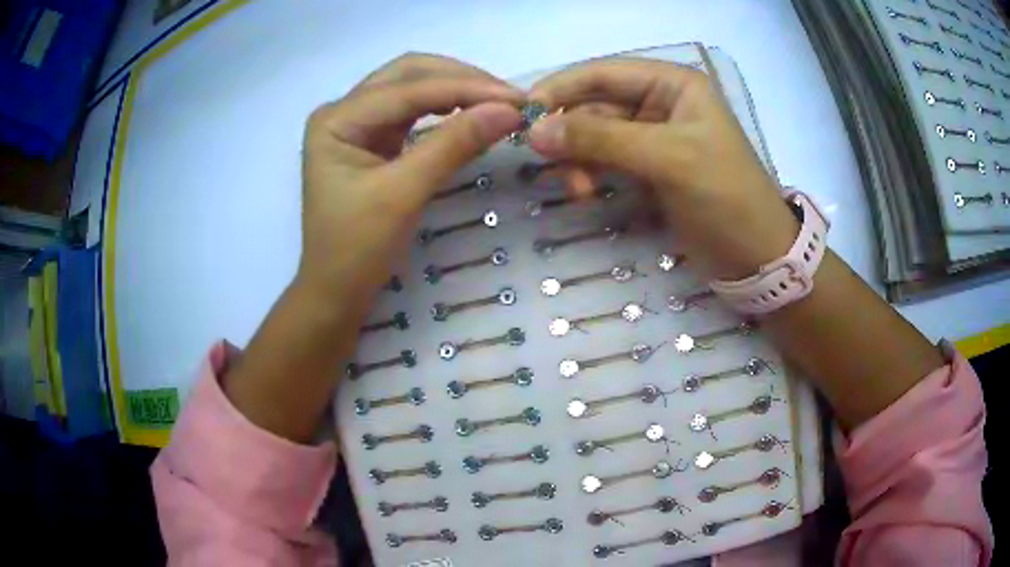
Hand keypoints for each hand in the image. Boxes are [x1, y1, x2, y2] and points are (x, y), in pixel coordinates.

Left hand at [224, 55, 521, 441]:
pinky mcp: (371, 140)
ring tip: (497, 102)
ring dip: (455, 90)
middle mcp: (343, 111)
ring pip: (412, 87)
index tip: (516, 99)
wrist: (336, 291)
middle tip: (508, 97)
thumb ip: (453, 145)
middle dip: (460, 80)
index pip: (408, 89)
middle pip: (408, 74)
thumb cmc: (357, 249)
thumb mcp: (404, 193)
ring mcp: (356, 124)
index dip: (465, 89)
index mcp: (337, 119)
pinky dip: (445, 109)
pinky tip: (471, 113)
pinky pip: (413, 112)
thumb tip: (508, 111)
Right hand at [527, 58, 798, 280]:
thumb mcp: (668, 159)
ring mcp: (653, 137)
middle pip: (595, 105)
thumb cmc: (725, 196)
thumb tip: (535, 130)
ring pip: (596, 135)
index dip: (561, 88)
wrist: (757, 256)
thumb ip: (602, 140)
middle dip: (570, 132)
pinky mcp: (649, 168)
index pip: (603, 73)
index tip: (523, 113)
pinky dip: (589, 172)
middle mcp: (660, 103)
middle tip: (545, 162)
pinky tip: (583, 191)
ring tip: (575, 188)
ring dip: (578, 157)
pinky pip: (606, 160)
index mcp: (672, 84)